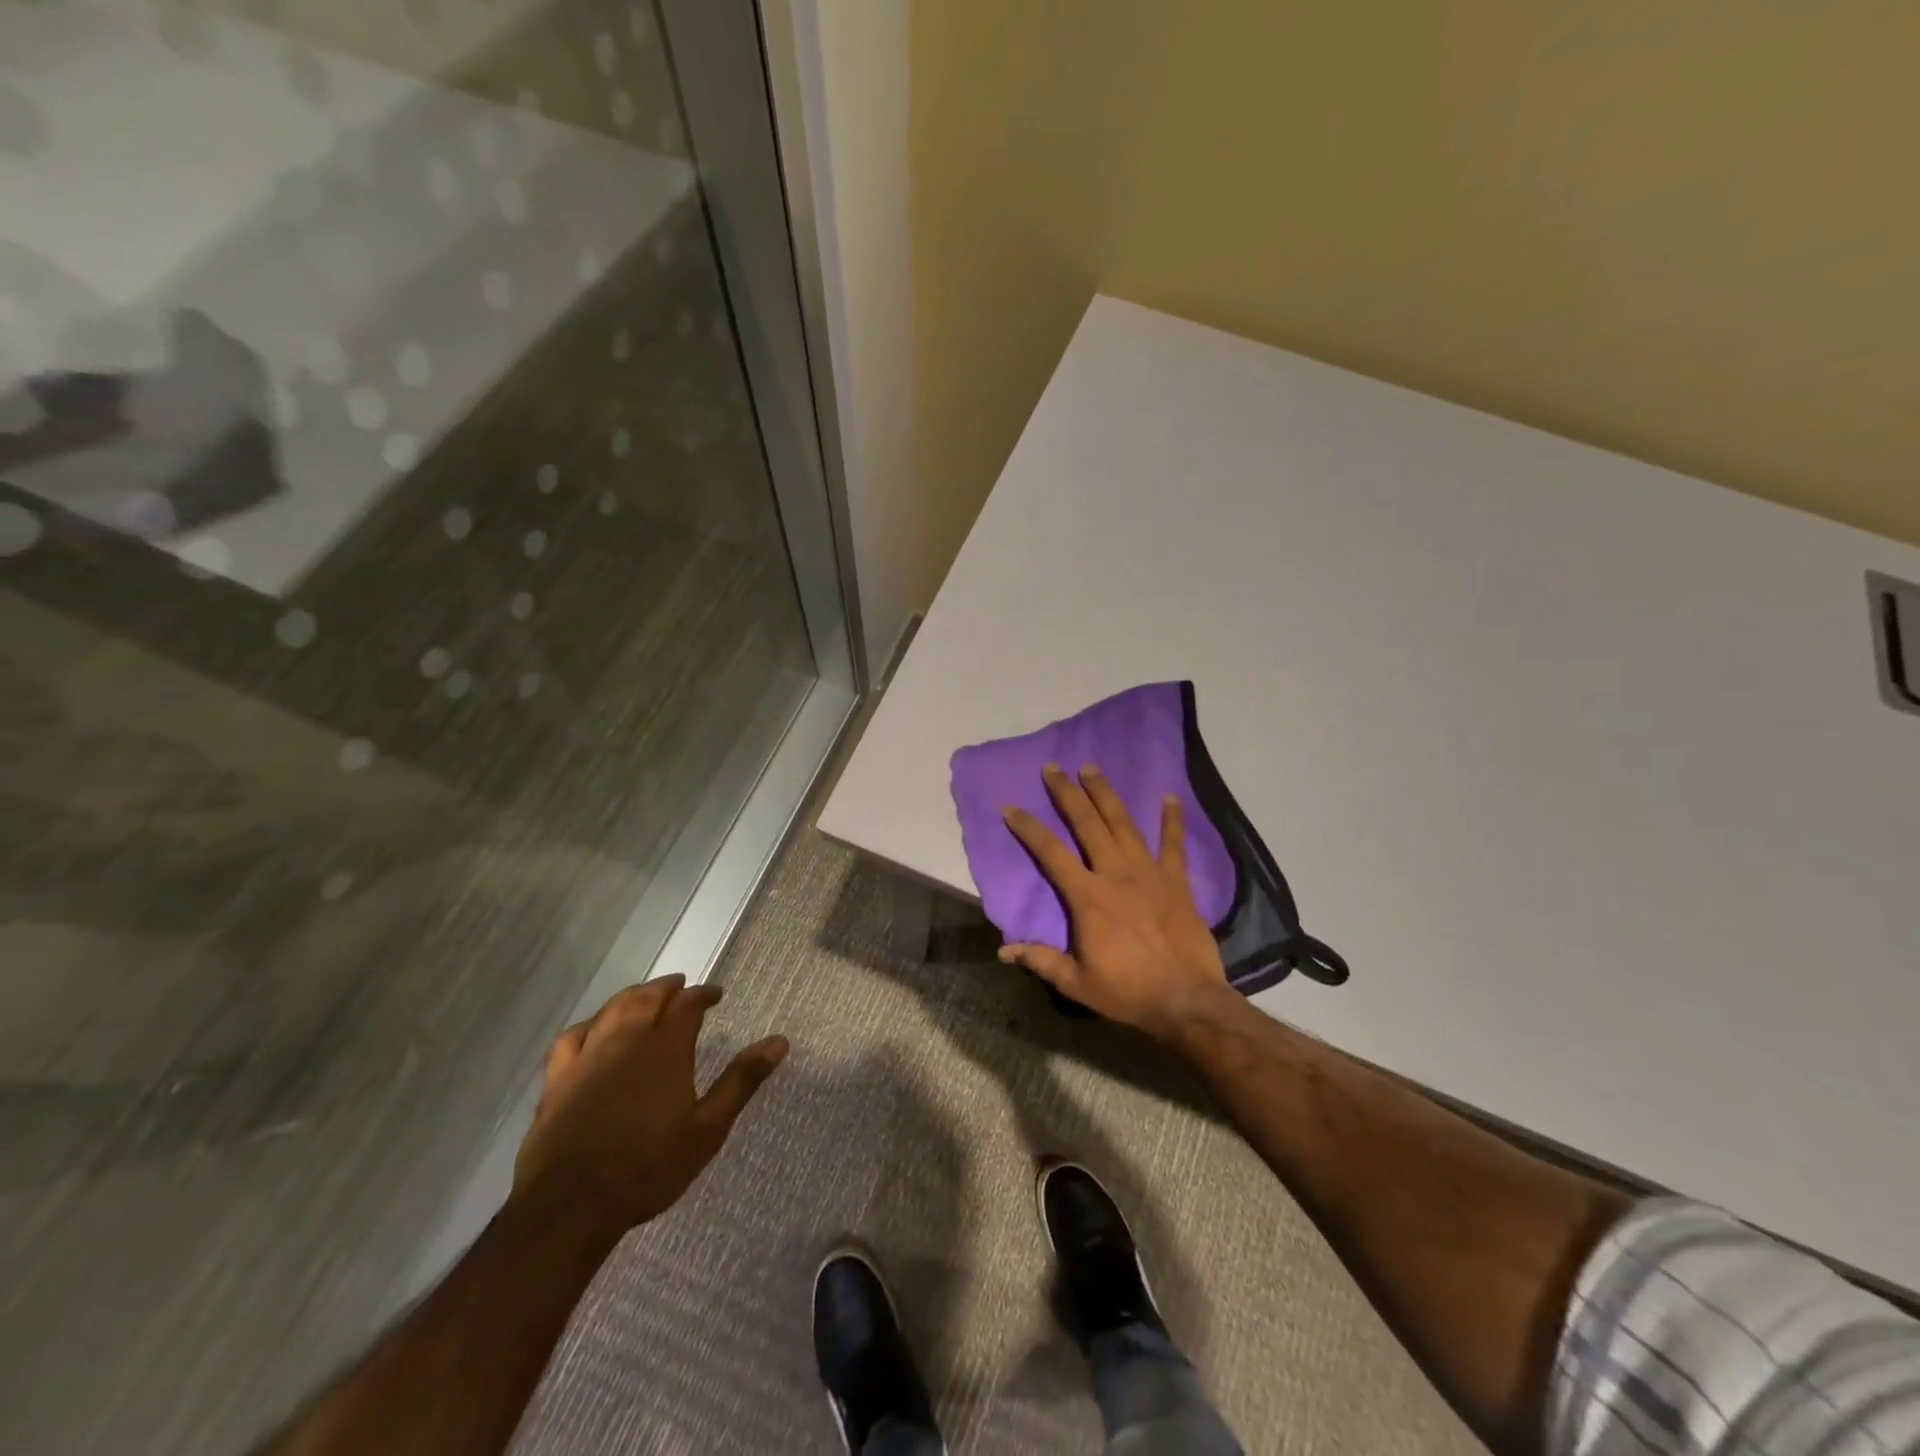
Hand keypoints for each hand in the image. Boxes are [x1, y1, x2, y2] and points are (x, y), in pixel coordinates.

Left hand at [511, 976, 787, 1228]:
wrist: (571, 1205)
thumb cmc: (649, 1167)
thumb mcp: (709, 1128)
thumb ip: (742, 1080)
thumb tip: (780, 1041)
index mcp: (666, 1047)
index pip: (688, 1004)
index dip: (703, 994)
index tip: (716, 994)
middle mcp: (627, 1039)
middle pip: (648, 997)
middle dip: (668, 988)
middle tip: (682, 986)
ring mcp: (588, 1056)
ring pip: (612, 1009)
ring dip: (632, 996)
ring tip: (645, 996)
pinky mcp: (558, 1078)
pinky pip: (573, 1036)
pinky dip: (589, 1024)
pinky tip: (593, 1028)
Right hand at [998, 763, 1233, 1040]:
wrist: (1187, 1001)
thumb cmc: (1128, 992)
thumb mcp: (1077, 983)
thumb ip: (1041, 960)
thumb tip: (1004, 950)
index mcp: (1088, 897)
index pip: (1051, 853)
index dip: (1029, 828)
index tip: (1011, 807)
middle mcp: (1116, 874)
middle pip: (1088, 824)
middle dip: (1067, 794)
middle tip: (1053, 768)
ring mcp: (1149, 874)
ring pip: (1124, 824)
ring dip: (1106, 794)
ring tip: (1092, 768)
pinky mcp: (1177, 882)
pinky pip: (1174, 844)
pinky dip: (1172, 820)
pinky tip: (1169, 796)